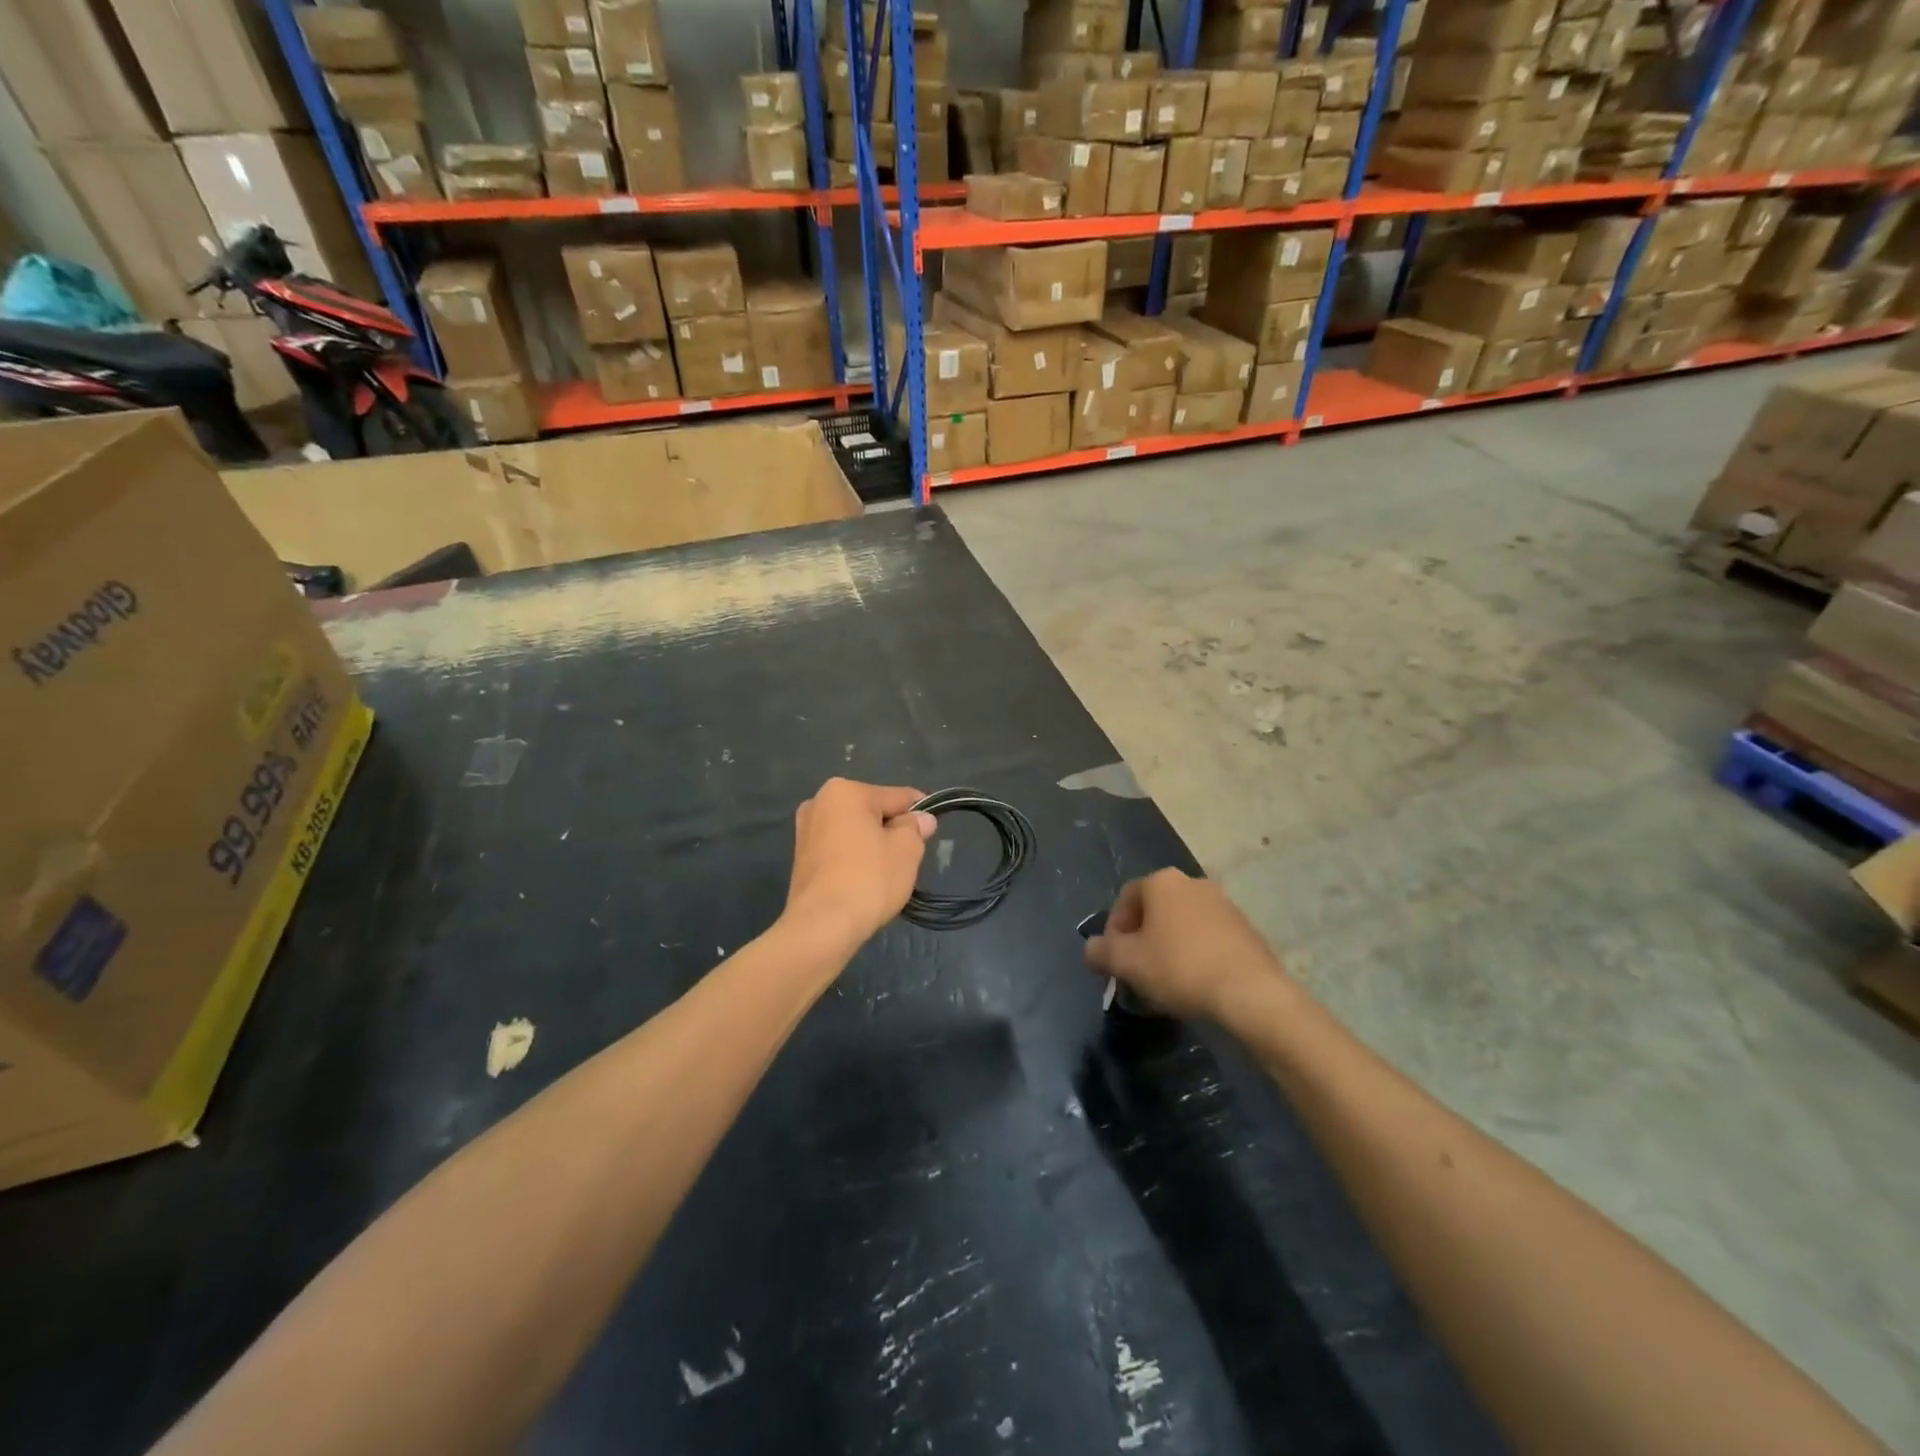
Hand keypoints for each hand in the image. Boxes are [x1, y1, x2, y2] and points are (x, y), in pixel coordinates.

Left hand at [784, 779, 936, 950]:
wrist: (822, 926)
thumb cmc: (868, 879)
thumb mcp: (906, 849)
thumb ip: (916, 828)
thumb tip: (921, 819)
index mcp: (845, 791)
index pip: (897, 796)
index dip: (919, 813)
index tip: (932, 831)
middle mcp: (819, 802)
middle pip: (873, 812)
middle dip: (892, 831)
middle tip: (908, 859)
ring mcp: (806, 831)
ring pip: (856, 832)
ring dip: (873, 847)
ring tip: (886, 875)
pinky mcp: (801, 858)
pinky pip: (840, 850)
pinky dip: (855, 860)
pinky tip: (864, 883)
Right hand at [1085, 869, 1285, 1021]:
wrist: (1250, 993)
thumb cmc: (1179, 968)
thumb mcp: (1127, 963)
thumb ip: (1101, 952)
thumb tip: (1091, 949)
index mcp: (1162, 881)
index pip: (1125, 899)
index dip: (1113, 931)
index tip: (1114, 961)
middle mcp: (1193, 883)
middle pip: (1155, 910)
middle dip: (1141, 940)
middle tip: (1137, 972)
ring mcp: (1224, 904)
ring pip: (1182, 924)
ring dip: (1168, 948)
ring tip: (1165, 983)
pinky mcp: (1246, 929)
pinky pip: (1208, 938)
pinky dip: (1195, 955)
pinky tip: (1195, 984)